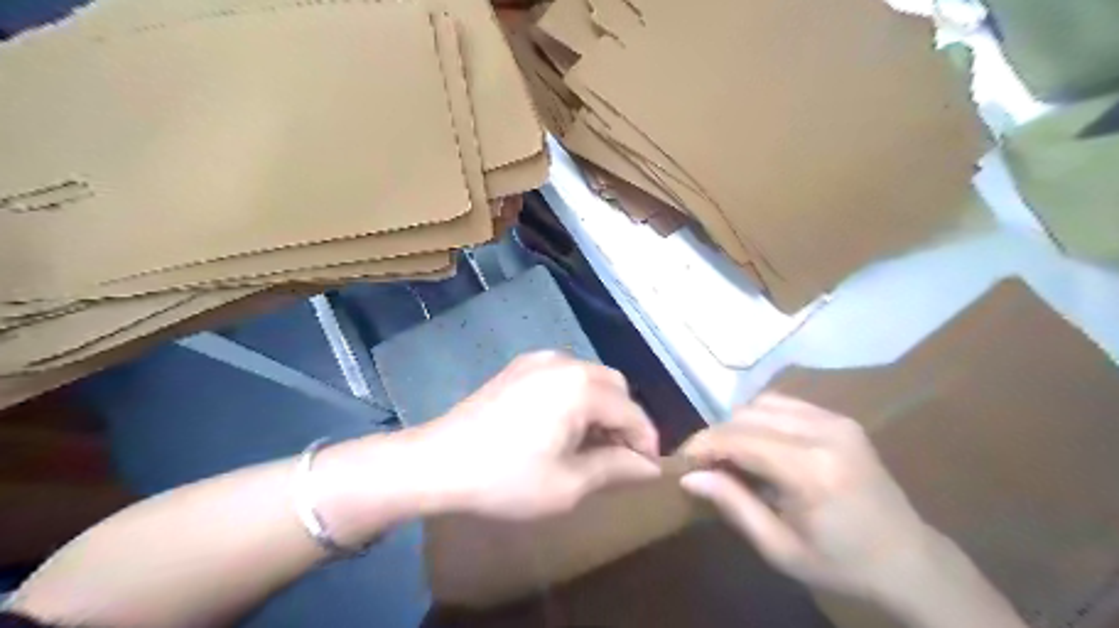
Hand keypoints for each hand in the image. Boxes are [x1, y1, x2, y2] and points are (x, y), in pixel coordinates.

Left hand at [407, 353, 657, 520]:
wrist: (438, 462)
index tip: (647, 469)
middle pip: (615, 386)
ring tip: (591, 443)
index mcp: (581, 387)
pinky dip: (576, 396)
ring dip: (601, 407)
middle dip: (624, 419)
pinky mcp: (520, 366)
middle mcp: (565, 362)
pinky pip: (564, 375)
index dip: (646, 441)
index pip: (632, 411)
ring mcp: (539, 359)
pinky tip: (562, 425)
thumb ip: (616, 468)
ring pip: (590, 378)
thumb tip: (650, 467)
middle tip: (619, 456)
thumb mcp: (569, 484)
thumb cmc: (507, 478)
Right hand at [683, 394, 936, 601]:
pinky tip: (758, 444)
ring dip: (737, 425)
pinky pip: (784, 404)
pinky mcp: (840, 418)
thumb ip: (732, 505)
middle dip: (716, 435)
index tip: (681, 461)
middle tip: (704, 464)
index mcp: (811, 470)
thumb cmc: (841, 563)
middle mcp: (823, 433)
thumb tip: (689, 477)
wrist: (909, 559)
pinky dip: (760, 418)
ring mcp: (835, 420)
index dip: (702, 444)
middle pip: (746, 416)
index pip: (738, 438)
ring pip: (762, 403)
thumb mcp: (779, 548)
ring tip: (730, 455)